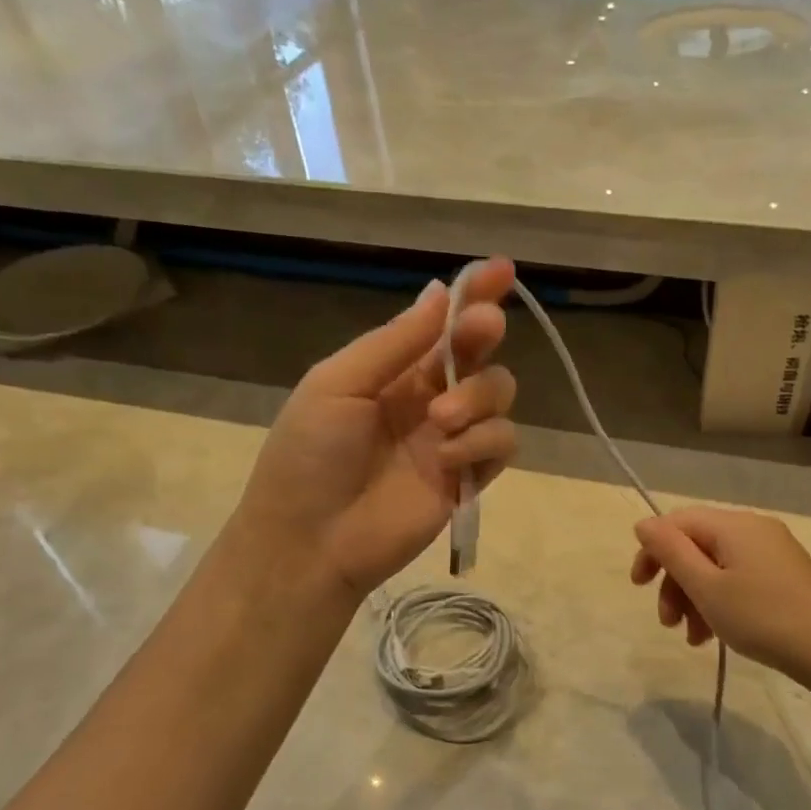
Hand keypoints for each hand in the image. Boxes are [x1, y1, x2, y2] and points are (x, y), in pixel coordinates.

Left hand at [231, 259, 518, 600]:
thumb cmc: (309, 456)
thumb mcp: (337, 385)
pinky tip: (447, 457)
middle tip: (480, 330)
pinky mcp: (468, 478)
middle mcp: (428, 398)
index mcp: (393, 371)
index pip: (442, 325)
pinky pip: (501, 444)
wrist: (311, 539)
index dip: (473, 296)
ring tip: (440, 421)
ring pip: (499, 395)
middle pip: (480, 353)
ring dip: (478, 397)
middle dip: (484, 334)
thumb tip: (440, 292)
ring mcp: (451, 439)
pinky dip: (482, 442)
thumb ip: (394, 343)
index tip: (500, 270)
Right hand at [630, 507, 810, 688]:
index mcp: (734, 525)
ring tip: (692, 638)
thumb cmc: (762, 617)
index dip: (652, 550)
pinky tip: (714, 636)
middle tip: (667, 622)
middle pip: (696, 546)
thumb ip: (671, 552)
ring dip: (695, 599)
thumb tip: (643, 524)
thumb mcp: (707, 587)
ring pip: (716, 567)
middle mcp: (754, 529)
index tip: (639, 586)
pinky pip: (739, 579)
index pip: (677, 522)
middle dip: (675, 583)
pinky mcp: (785, 575)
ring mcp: (773, 552)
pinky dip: (720, 602)